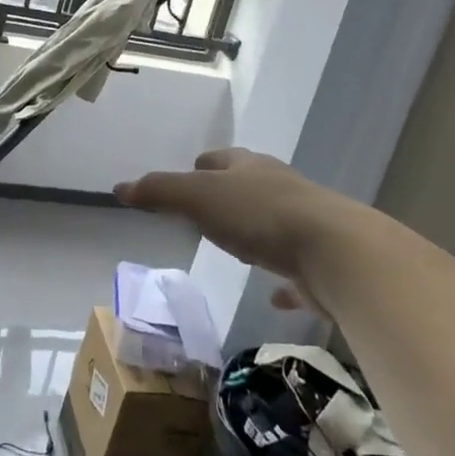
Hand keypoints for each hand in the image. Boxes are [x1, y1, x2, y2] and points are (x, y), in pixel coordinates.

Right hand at [115, 148, 354, 297]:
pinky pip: (296, 269)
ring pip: (274, 222)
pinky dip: (283, 279)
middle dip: (230, 193)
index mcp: (249, 168)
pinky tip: (276, 296)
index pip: (221, 158)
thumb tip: (120, 187)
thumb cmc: (259, 215)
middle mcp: (279, 188)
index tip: (189, 174)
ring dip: (256, 230)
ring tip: (236, 245)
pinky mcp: (321, 261)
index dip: (202, 165)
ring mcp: (305, 223)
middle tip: (207, 211)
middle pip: (249, 185)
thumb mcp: (200, 197)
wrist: (334, 251)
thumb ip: (161, 192)